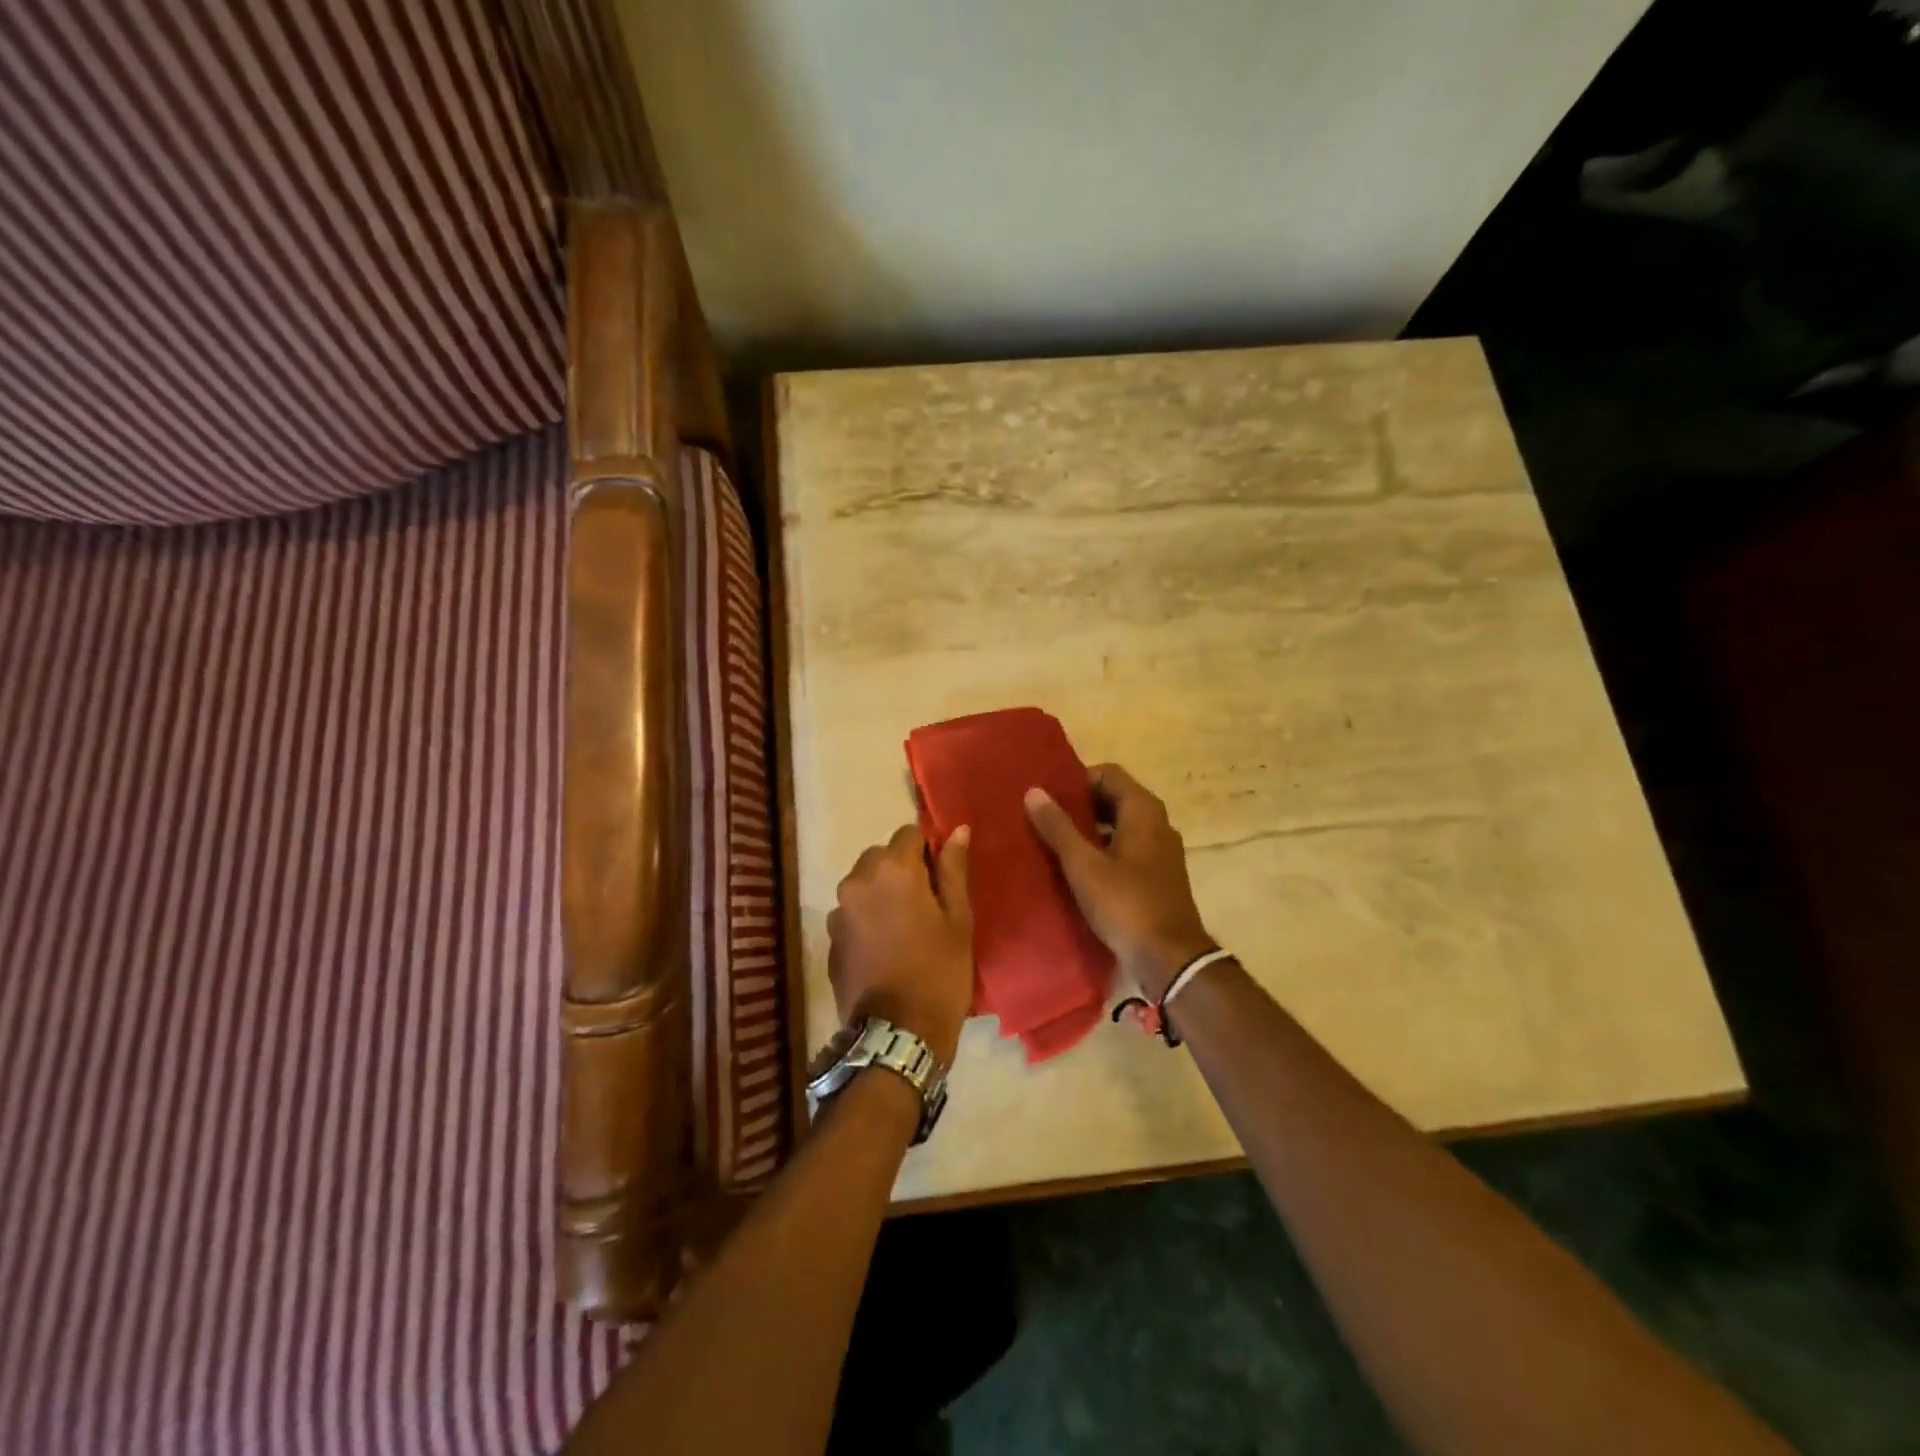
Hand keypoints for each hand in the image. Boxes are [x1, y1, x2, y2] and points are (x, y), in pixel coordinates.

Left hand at [826, 824, 973, 1065]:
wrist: (898, 1034)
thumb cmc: (939, 971)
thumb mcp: (958, 918)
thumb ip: (953, 869)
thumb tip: (957, 830)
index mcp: (892, 869)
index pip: (909, 833)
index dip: (928, 848)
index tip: (942, 875)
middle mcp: (857, 880)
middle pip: (881, 857)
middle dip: (902, 870)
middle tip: (928, 904)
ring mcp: (839, 911)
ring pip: (864, 884)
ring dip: (882, 893)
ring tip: (906, 928)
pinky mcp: (831, 939)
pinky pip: (852, 913)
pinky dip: (868, 918)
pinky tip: (886, 947)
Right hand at [1025, 764, 1215, 998]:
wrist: (1170, 958)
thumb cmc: (1125, 904)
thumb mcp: (1083, 865)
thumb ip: (1058, 827)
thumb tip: (1034, 791)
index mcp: (1143, 810)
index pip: (1107, 773)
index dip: (1076, 779)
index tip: (1047, 794)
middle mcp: (1157, 822)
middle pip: (1114, 797)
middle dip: (1079, 804)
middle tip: (1044, 816)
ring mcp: (1161, 849)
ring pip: (1119, 824)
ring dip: (1089, 827)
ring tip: (1054, 840)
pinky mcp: (1158, 874)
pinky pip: (1126, 847)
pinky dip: (1102, 848)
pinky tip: (1077, 867)